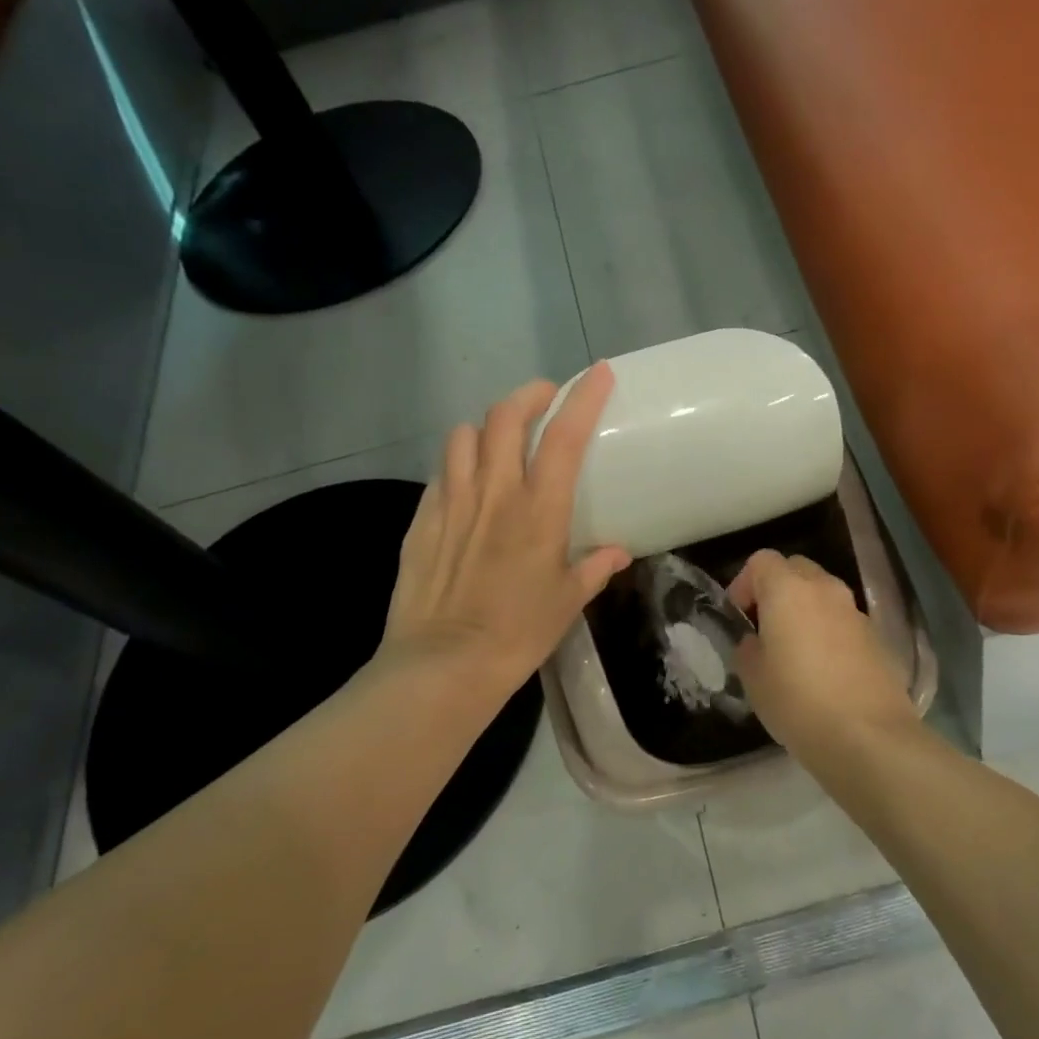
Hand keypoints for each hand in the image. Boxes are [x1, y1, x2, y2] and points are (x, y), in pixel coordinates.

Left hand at [376, 365, 629, 704]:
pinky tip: (465, 482)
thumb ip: (593, 569)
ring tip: (499, 440)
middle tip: (544, 398)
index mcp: (539, 510)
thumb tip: (616, 554)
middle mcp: (495, 492)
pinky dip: (457, 463)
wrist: (442, 664)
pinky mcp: (422, 519)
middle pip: (506, 416)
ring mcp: (452, 501)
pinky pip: (440, 472)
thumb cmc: (517, 634)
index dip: (584, 397)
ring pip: (464, 435)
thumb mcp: (566, 602)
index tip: (598, 374)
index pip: (565, 436)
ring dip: (486, 427)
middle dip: (528, 394)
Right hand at [729, 549, 914, 756]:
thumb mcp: (753, 678)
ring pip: (823, 594)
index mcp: (788, 590)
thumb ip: (748, 648)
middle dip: (777, 589)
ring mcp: (856, 611)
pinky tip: (824, 670)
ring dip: (805, 610)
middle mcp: (825, 589)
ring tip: (795, 651)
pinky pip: (844, 620)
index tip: (739, 616)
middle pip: (796, 569)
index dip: (744, 583)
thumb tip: (757, 641)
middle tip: (765, 627)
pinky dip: (829, 631)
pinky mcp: (877, 637)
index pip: (762, 561)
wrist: (869, 737)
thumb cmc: (798, 702)